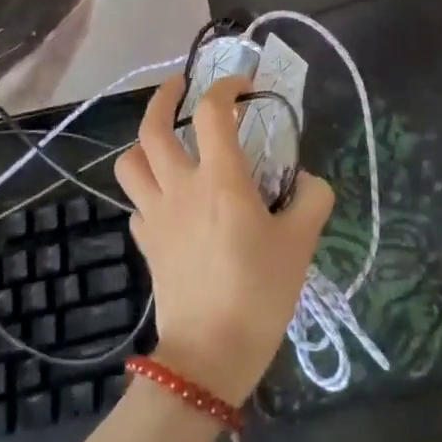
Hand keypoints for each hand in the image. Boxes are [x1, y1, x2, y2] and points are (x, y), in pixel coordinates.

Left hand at [115, 75, 333, 405]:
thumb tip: (307, 180)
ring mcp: (156, 215)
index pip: (213, 112)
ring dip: (144, 141)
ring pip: (130, 162)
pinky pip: (137, 203)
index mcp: (221, 179)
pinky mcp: (146, 243)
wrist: (209, 355)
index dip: (226, 87)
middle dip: (165, 97)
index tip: (244, 86)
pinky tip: (169, 197)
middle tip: (182, 87)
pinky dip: (148, 189)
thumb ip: (312, 199)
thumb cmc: (259, 292)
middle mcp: (180, 187)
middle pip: (153, 127)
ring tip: (166, 139)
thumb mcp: (301, 243)